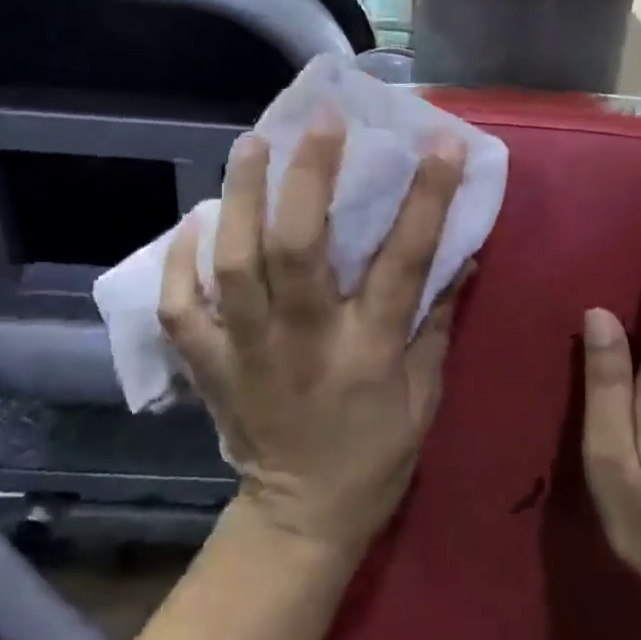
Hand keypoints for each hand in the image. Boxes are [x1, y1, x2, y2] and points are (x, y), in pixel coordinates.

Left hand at [159, 120, 469, 555]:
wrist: (303, 516)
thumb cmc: (376, 454)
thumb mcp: (425, 393)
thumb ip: (439, 321)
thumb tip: (462, 253)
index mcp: (368, 350)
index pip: (402, 261)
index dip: (425, 197)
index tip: (438, 143)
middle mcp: (305, 341)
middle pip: (299, 248)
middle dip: (309, 176)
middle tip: (319, 123)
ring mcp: (248, 352)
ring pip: (234, 265)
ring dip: (239, 199)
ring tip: (252, 145)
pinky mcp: (210, 366)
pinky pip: (180, 308)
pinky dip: (178, 262)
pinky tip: (193, 221)